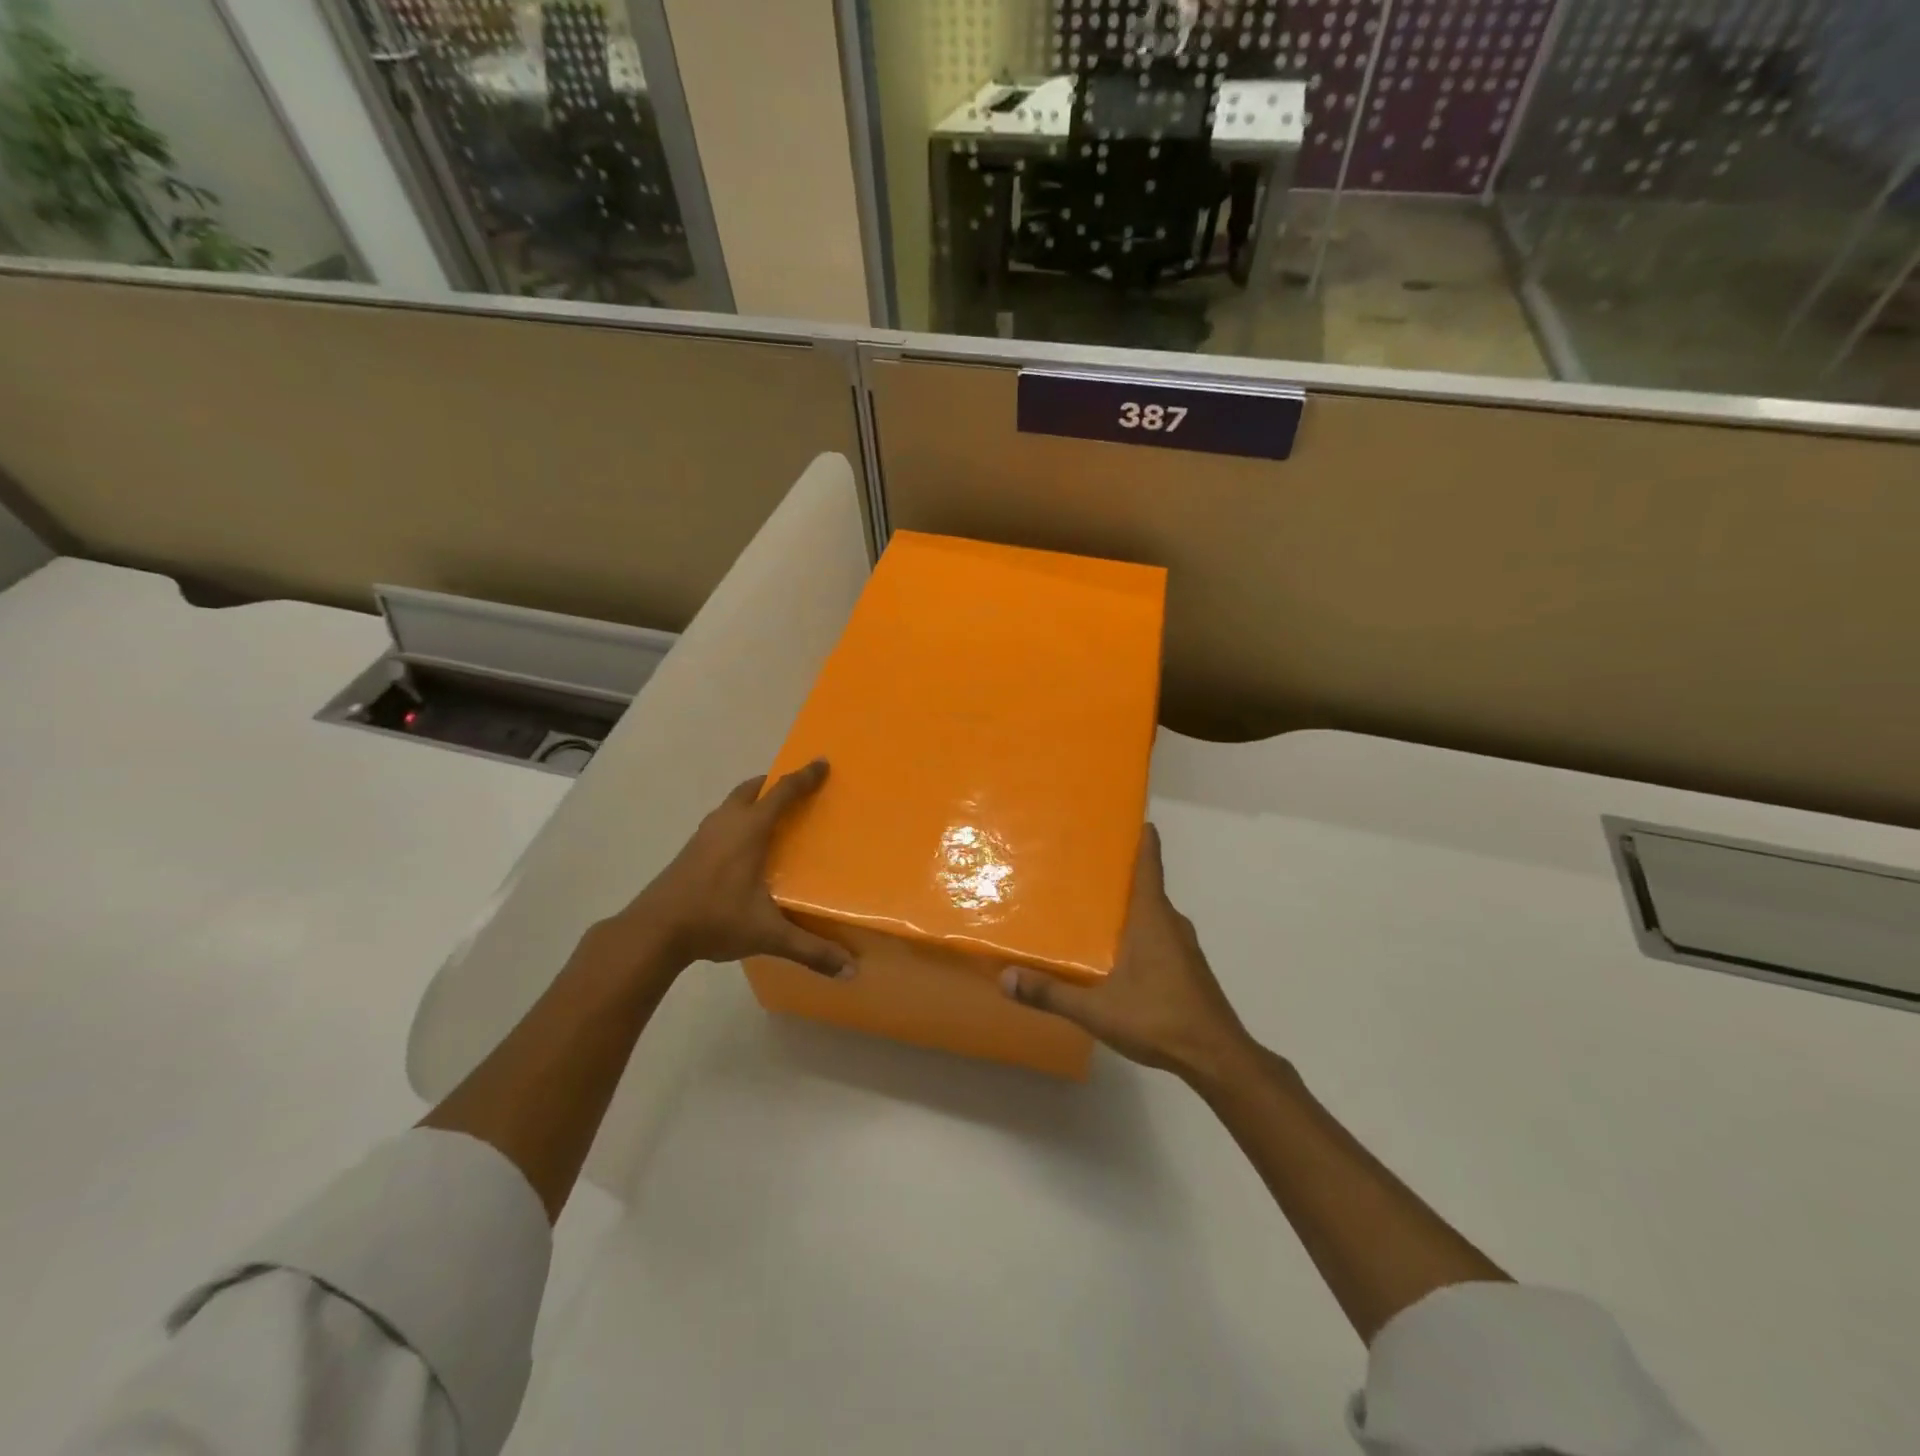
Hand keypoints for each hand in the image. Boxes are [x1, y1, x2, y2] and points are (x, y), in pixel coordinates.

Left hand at [595, 760, 854, 983]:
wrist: (653, 930)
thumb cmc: (715, 919)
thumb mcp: (768, 934)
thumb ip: (810, 950)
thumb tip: (851, 970)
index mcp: (750, 830)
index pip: (783, 793)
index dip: (804, 777)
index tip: (821, 763)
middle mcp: (727, 823)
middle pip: (752, 788)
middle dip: (774, 783)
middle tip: (794, 790)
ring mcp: (704, 835)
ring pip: (732, 804)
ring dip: (752, 800)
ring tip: (771, 816)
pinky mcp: (690, 851)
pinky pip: (720, 822)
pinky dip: (736, 820)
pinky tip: (741, 848)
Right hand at [1000, 824, 1247, 1081]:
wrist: (1217, 1057)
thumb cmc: (1159, 1018)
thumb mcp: (1097, 1010)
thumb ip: (1051, 993)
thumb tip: (1006, 977)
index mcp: (1152, 918)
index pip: (1150, 865)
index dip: (1143, 839)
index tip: (1132, 818)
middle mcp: (1172, 923)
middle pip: (1147, 887)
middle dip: (1120, 876)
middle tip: (1085, 869)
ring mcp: (1184, 947)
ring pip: (1153, 915)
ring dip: (1129, 908)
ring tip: (1094, 911)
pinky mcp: (1189, 969)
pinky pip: (1160, 937)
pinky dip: (1140, 933)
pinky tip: (1118, 954)